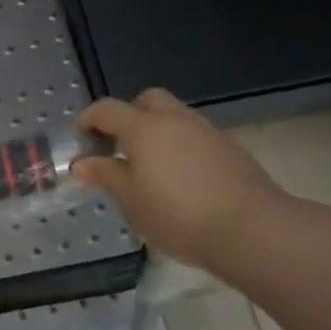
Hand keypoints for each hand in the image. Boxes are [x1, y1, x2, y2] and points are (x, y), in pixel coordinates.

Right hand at [73, 90, 288, 274]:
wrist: (251, 229)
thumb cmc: (178, 214)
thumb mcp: (131, 199)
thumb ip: (105, 175)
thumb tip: (82, 162)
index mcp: (144, 128)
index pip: (107, 109)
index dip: (88, 119)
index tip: (79, 138)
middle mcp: (175, 119)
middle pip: (146, 101)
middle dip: (128, 116)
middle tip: (118, 146)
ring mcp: (207, 131)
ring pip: (174, 117)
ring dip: (156, 131)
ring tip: (149, 167)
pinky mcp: (230, 148)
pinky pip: (195, 136)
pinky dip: (180, 146)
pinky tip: (181, 178)